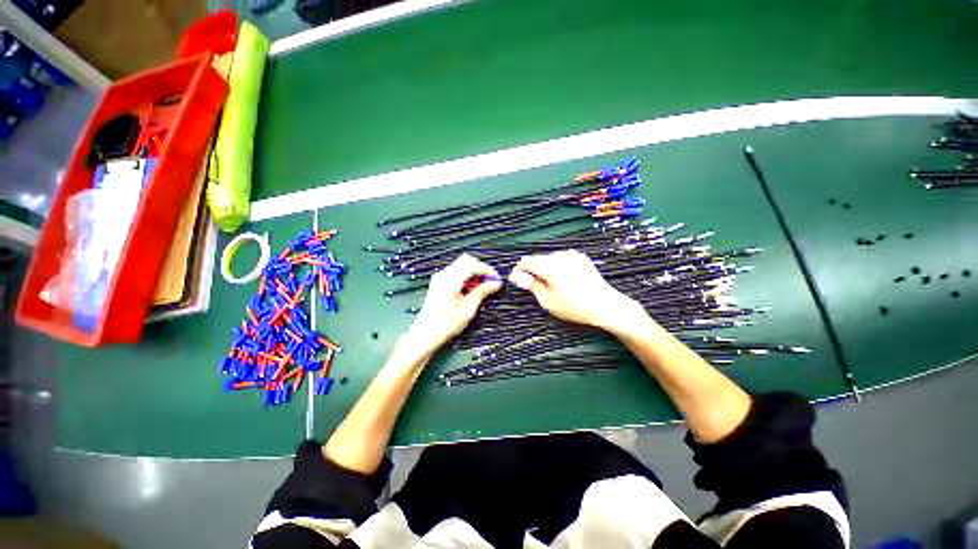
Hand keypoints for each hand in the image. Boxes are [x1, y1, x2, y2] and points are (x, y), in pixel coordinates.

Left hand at [404, 254, 501, 354]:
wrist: (425, 334)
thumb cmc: (447, 323)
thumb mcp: (468, 308)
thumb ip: (482, 292)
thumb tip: (496, 283)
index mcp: (451, 279)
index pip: (472, 265)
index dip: (487, 270)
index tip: (497, 279)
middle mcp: (444, 274)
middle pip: (466, 261)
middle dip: (480, 269)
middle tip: (491, 282)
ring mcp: (440, 278)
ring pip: (461, 266)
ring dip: (474, 273)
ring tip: (484, 287)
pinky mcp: (439, 283)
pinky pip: (455, 273)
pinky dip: (466, 277)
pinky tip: (472, 289)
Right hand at [509, 250, 642, 331]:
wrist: (605, 305)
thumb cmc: (574, 306)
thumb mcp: (548, 300)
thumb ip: (532, 285)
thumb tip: (518, 277)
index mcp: (549, 266)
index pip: (526, 261)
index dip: (518, 270)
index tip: (514, 279)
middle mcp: (559, 256)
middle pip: (538, 259)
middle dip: (531, 269)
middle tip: (529, 284)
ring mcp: (572, 255)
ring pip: (550, 258)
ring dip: (543, 267)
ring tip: (546, 282)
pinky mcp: (581, 258)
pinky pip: (562, 258)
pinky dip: (556, 265)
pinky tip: (560, 277)